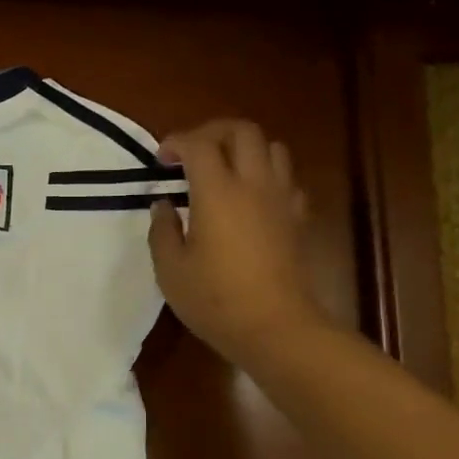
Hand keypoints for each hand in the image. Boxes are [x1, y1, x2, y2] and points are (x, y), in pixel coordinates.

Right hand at [148, 120, 327, 366]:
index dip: (176, 142)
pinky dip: (267, 175)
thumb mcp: (171, 269)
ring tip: (224, 170)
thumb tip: (163, 204)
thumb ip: (163, 230)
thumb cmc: (215, 300)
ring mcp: (281, 199)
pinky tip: (252, 198)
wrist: (275, 327)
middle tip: (191, 152)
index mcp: (218, 192)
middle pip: (242, 131)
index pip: (199, 144)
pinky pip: (286, 179)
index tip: (161, 159)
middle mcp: (254, 184)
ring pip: (272, 147)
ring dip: (245, 148)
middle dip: (213, 132)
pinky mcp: (297, 218)